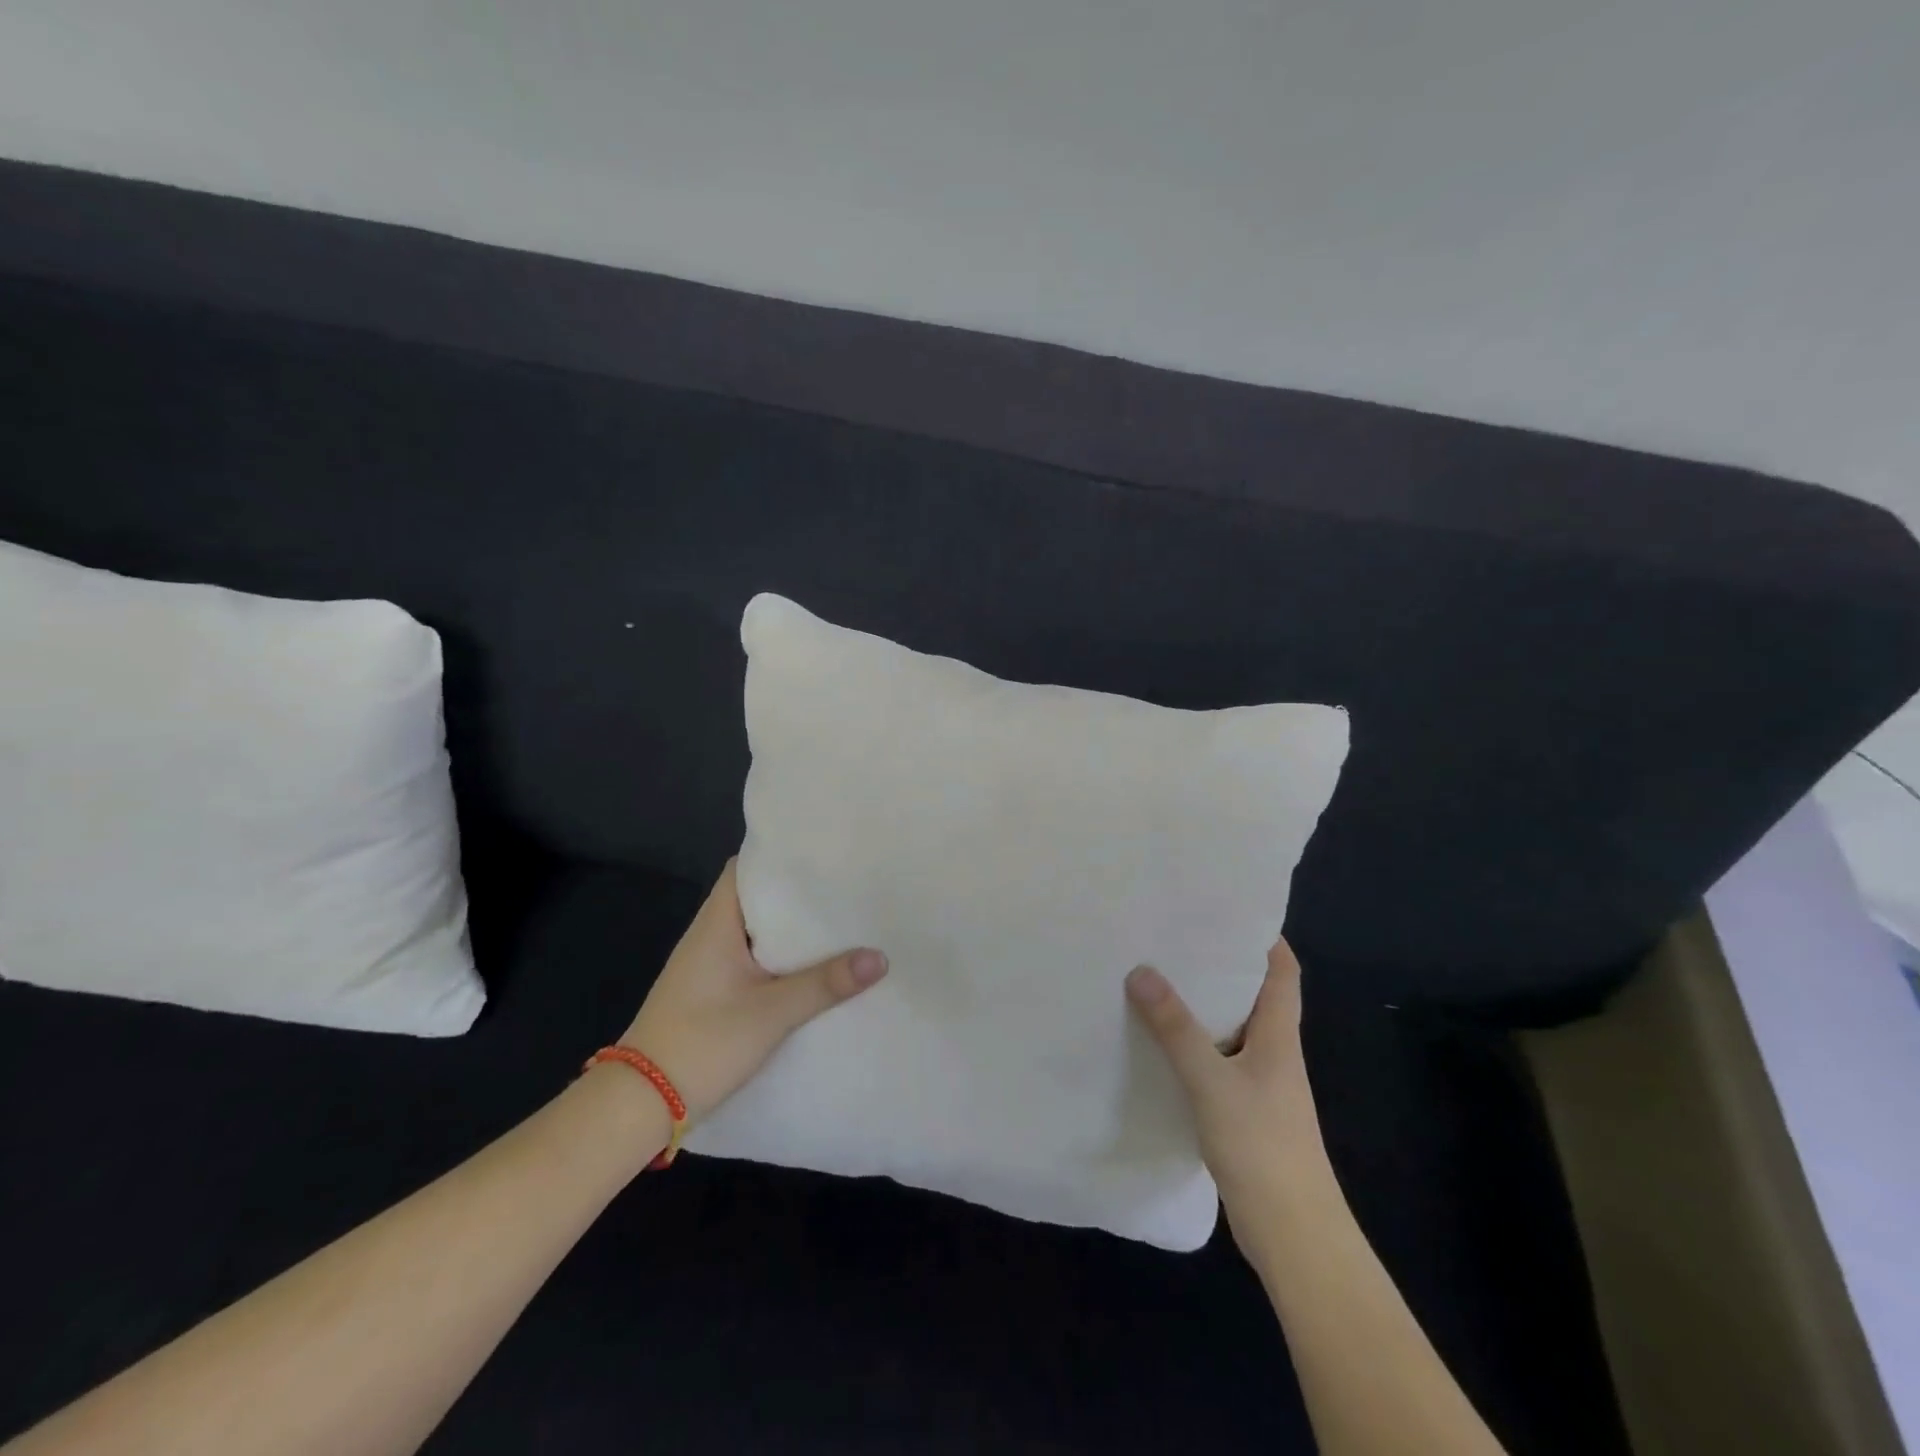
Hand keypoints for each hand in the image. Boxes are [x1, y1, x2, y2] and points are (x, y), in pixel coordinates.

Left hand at [621, 860, 887, 1122]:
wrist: (640, 1105)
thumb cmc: (702, 1043)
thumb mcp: (771, 1013)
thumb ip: (825, 984)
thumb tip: (880, 957)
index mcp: (716, 924)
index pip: (745, 868)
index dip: (780, 856)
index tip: (822, 853)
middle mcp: (709, 935)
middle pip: (756, 899)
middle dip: (797, 892)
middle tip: (845, 885)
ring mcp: (708, 966)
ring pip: (757, 932)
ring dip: (791, 928)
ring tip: (840, 918)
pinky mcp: (712, 992)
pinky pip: (753, 959)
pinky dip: (781, 957)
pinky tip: (814, 965)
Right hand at [1126, 939, 1326, 1214]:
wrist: (1294, 1236)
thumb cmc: (1262, 1147)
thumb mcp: (1212, 1082)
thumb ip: (1176, 1028)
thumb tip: (1141, 971)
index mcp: (1278, 1036)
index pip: (1282, 971)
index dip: (1263, 937)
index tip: (1227, 909)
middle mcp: (1273, 1053)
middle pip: (1253, 995)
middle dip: (1220, 965)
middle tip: (1174, 937)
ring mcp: (1260, 1085)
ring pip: (1231, 1030)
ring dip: (1202, 1006)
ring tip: (1158, 979)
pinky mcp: (1243, 1112)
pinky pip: (1216, 1062)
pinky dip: (1193, 1046)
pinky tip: (1159, 1045)